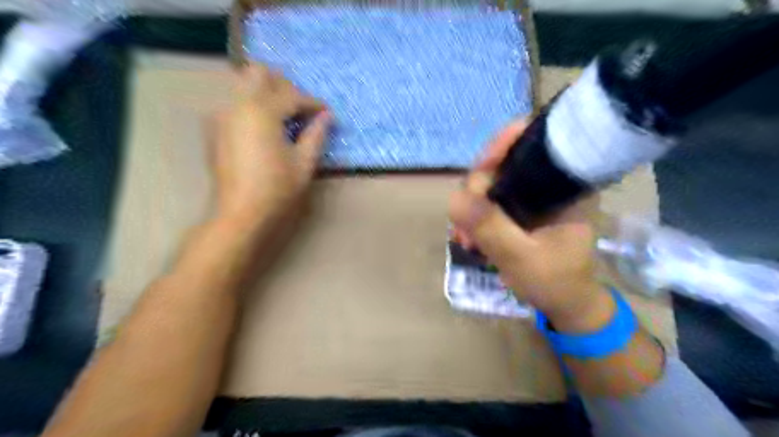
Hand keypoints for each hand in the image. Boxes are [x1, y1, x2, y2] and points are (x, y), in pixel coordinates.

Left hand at [206, 64, 327, 228]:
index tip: (326, 113)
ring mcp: (222, 115)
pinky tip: (265, 128)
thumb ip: (316, 135)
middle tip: (300, 108)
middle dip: (284, 85)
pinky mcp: (215, 128)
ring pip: (244, 85)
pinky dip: (252, 106)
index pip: (292, 95)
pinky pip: (235, 103)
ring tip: (285, 117)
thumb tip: (327, 116)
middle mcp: (237, 105)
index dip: (313, 103)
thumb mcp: (304, 163)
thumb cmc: (277, 189)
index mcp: (262, 112)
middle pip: (259, 73)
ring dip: (267, 93)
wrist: (240, 213)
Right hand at [451, 120, 615, 331]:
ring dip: (471, 207)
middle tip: (464, 225)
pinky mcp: (519, 208)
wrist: (566, 304)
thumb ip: (491, 228)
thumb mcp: (522, 258)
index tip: (480, 171)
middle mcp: (549, 181)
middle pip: (504, 162)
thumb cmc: (556, 282)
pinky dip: (475, 216)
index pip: (535, 141)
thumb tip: (454, 198)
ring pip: (492, 182)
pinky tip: (467, 238)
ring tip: (464, 239)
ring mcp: (532, 195)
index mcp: (566, 183)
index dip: (503, 146)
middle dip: (477, 190)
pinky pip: (489, 200)